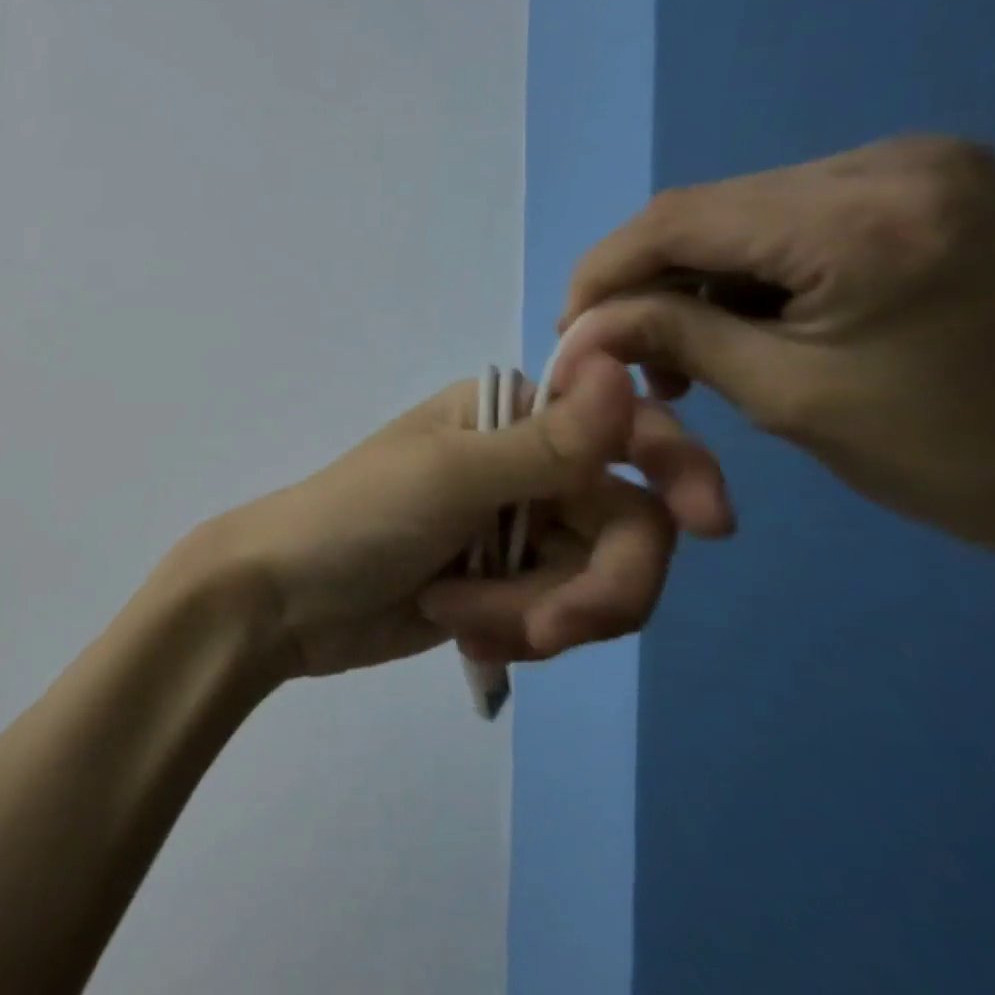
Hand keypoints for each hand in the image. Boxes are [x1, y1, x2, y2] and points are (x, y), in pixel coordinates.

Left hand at [166, 355, 732, 678]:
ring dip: (538, 615)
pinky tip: (462, 634)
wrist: (284, 599)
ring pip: (596, 581)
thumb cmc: (354, 518)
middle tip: (542, 630)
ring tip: (461, 618)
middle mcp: (524, 465)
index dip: (676, 468)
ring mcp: (516, 531)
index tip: (710, 524)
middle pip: (626, 525)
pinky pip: (559, 616)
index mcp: (509, 416)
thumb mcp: (449, 477)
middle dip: (592, 588)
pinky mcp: (505, 587)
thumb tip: (619, 361)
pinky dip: (519, 633)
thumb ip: (546, 442)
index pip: (624, 428)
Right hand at [557, 135, 994, 613]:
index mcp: (865, 218)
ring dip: (688, 278)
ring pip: (734, 213)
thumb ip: (669, 338)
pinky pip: (781, 218)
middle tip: (618, 350)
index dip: (602, 272)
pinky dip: (738, 271)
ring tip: (678, 350)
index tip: (568, 331)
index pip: (678, 219)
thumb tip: (576, 327)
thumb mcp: (782, 395)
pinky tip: (734, 322)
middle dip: (642, 280)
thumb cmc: (947, 452)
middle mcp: (889, 163)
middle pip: (702, 209)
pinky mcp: (918, 186)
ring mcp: (912, 165)